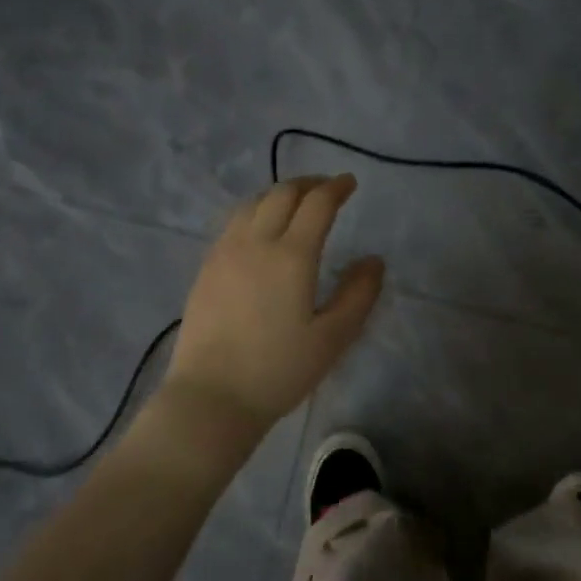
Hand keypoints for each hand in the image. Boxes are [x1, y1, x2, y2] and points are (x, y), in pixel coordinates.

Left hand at [161, 174, 384, 454]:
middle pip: (282, 194)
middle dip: (308, 184)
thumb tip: (374, 260)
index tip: (350, 183)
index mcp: (291, 256)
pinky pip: (233, 222)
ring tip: (295, 202)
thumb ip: (358, 295)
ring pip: (252, 204)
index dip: (336, 188)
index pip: (316, 204)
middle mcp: (255, 243)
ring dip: (279, 194)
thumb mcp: (332, 338)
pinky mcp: (206, 268)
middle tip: (327, 189)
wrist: (211, 397)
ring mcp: (225, 253)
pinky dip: (255, 211)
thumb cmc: (278, 371)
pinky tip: (260, 228)